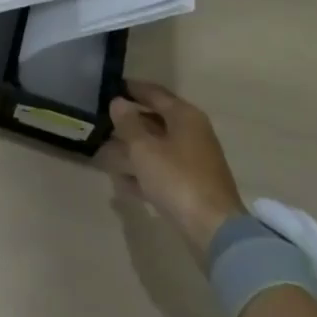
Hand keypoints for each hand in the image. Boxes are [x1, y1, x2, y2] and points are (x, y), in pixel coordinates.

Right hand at [105, 80, 246, 251]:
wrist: (214, 230)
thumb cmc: (176, 178)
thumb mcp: (144, 148)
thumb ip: (128, 123)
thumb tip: (118, 102)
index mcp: (185, 116)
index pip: (154, 93)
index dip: (131, 88)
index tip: (109, 86)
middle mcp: (192, 133)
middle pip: (156, 120)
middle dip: (129, 122)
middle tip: (102, 120)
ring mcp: (194, 161)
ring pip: (157, 147)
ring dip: (133, 148)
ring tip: (104, 150)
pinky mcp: (192, 186)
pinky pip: (162, 170)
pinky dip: (143, 172)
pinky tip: (122, 181)